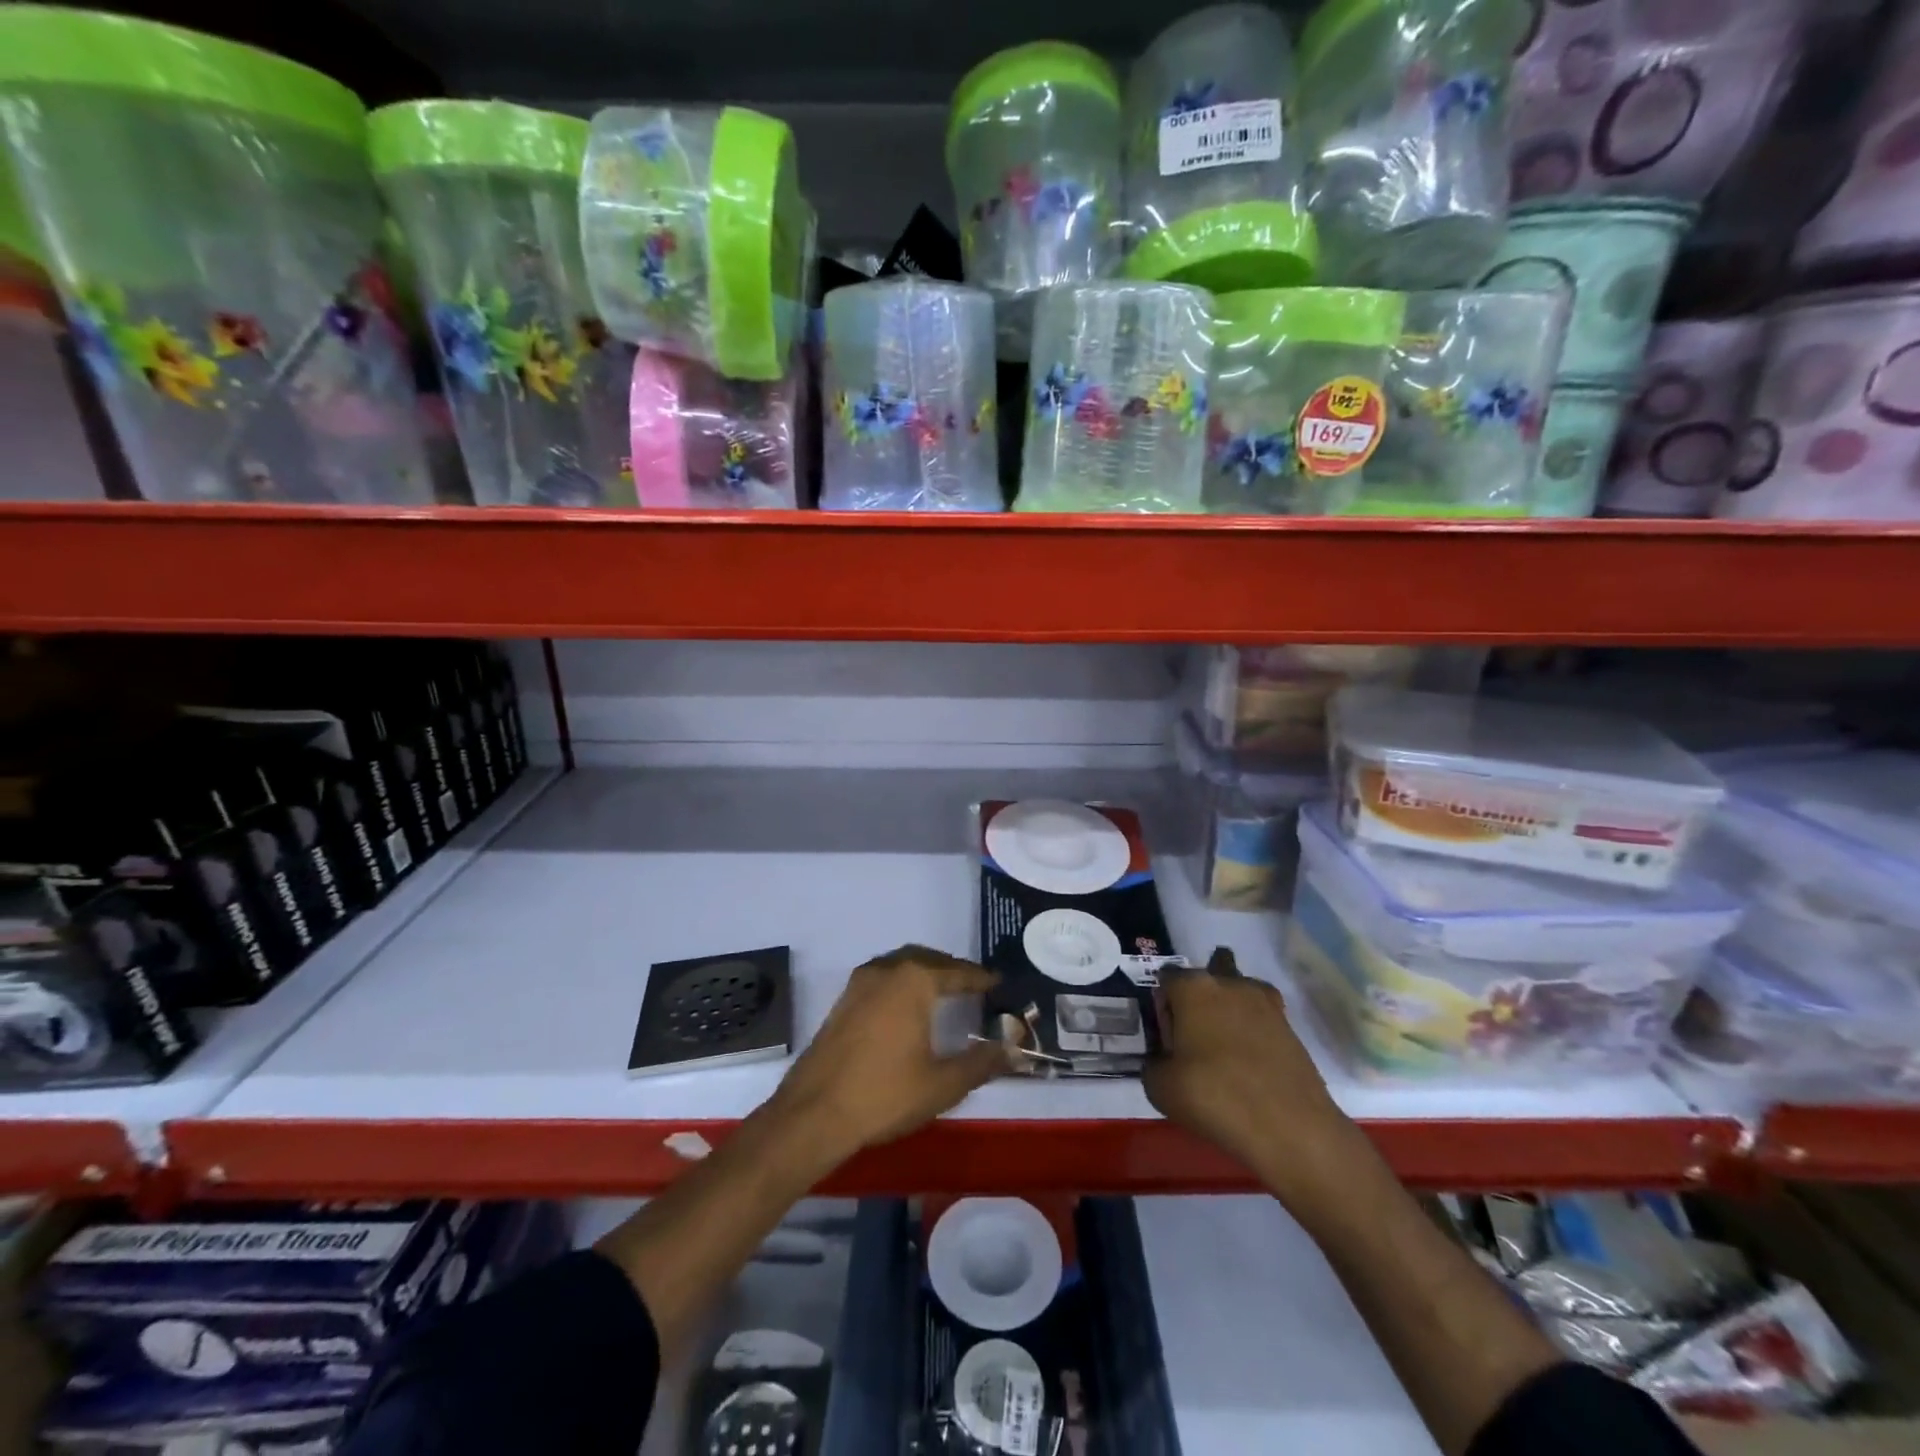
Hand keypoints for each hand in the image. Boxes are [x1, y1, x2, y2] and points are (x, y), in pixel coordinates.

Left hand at [767, 945, 1005, 1158]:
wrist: (814, 1113)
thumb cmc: (885, 1094)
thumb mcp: (942, 1084)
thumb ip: (980, 1064)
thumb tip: (1011, 1052)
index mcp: (913, 981)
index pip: (955, 972)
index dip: (979, 978)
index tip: (998, 982)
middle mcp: (886, 971)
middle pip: (925, 959)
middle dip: (950, 969)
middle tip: (972, 984)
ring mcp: (859, 985)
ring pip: (899, 965)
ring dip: (923, 972)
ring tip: (943, 992)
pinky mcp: (842, 1003)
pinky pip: (881, 979)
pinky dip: (901, 983)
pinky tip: (907, 1009)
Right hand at [1144, 948, 1359, 1197]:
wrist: (1288, 1127)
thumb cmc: (1214, 1096)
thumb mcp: (1160, 1086)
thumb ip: (1153, 1063)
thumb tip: (1163, 1060)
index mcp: (1192, 987)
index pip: (1167, 978)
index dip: (1163, 1005)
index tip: (1167, 1035)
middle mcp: (1229, 984)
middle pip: (1213, 969)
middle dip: (1204, 991)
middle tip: (1197, 1030)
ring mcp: (1265, 1003)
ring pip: (1242, 990)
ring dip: (1232, 1007)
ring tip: (1225, 1045)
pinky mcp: (1290, 1028)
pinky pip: (1263, 1018)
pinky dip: (1255, 1031)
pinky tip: (1249, 1062)